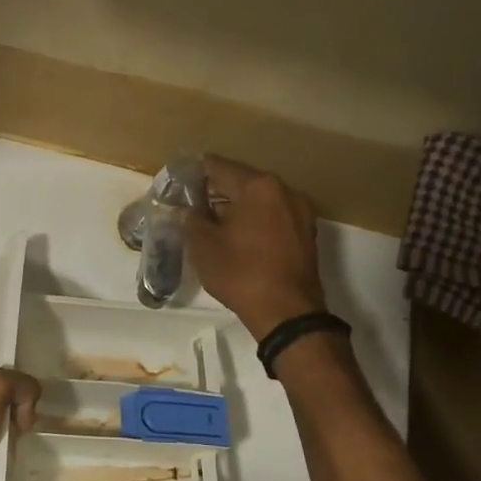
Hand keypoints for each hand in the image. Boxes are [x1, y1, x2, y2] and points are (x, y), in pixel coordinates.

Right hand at [186, 157, 327, 340]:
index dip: (192, 174)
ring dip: (235, 207)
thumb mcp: (203, 246)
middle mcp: (284, 190)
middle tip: (189, 205)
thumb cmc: (241, 273)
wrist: (287, 313)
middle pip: (241, 181)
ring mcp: (299, 212)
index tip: (175, 183)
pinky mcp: (305, 233)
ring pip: (259, 200)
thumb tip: (185, 209)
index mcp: (258, 186)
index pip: (217, 167)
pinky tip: (237, 237)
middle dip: (214, 191)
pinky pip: (273, 216)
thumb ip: (190, 219)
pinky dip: (254, 221)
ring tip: (211, 223)